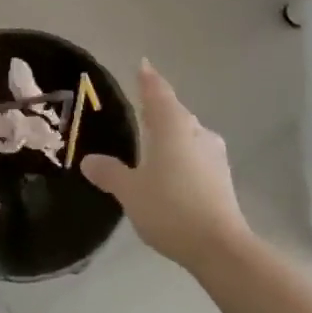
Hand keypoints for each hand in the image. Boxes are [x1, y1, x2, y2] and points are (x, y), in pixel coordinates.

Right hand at [82, 60, 247, 269]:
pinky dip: (183, 154)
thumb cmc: (170, 208)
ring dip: (173, 133)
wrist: (220, 247)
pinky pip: (197, 154)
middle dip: (159, 107)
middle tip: (141, 105)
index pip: (158, 92)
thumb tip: (88, 161)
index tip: (143, 65)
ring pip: (189, 133)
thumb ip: (110, 173)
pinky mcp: (223, 178)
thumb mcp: (130, 191)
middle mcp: (196, 132)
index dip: (148, 79)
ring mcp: (214, 155)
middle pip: (175, 111)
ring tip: (154, 140)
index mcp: (172, 126)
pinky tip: (172, 169)